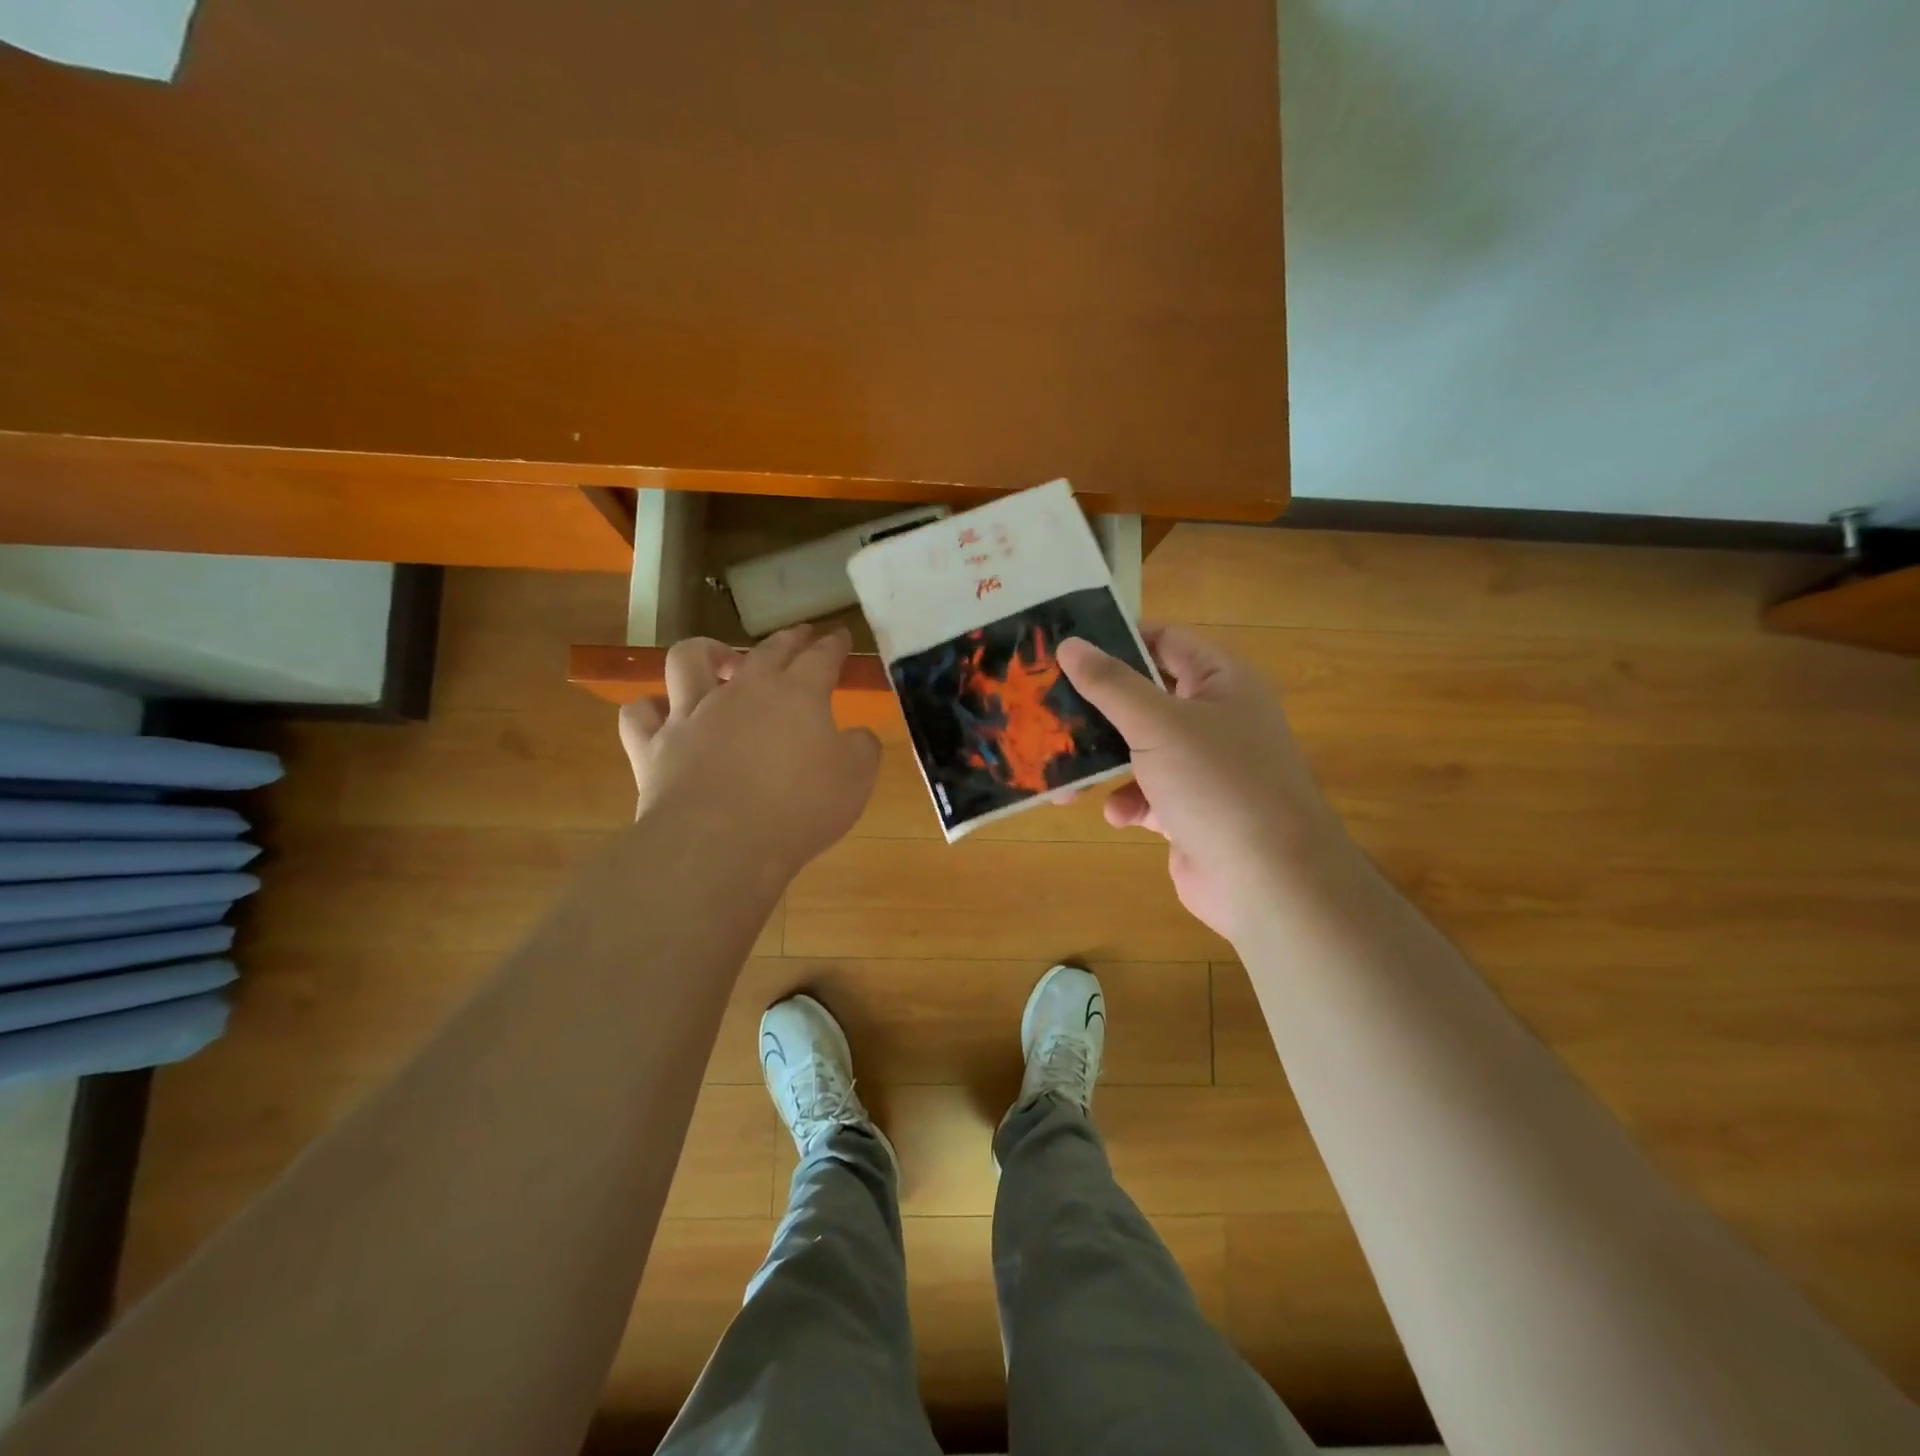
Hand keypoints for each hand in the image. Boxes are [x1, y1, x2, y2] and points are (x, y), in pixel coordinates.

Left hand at [618, 626, 880, 878]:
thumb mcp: (856, 778)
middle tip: (800, 635)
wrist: (719, 843)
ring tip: (720, 660)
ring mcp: (692, 714)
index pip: (821, 657)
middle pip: (766, 651)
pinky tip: (663, 714)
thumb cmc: (799, 808)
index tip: (841, 636)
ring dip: (706, 652)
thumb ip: (861, 747)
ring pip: (688, 660)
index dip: (834, 644)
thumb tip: (855, 736)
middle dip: (788, 639)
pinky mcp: (654, 746)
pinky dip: (651, 709)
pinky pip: (640, 714)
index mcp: (797, 694)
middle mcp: (742, 692)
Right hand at [1058, 625, 1353, 939]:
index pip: (1165, 641)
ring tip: (1060, 768)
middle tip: (1045, 706)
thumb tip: (1069, 644)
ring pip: (1139, 749)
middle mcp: (1215, 718)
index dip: (1118, 639)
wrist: (1267, 881)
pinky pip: (1147, 794)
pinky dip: (1128, 801)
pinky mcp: (1190, 810)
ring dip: (1102, 760)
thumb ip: (1110, 683)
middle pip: (1145, 697)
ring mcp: (1204, 767)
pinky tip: (1118, 815)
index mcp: (1221, 681)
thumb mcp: (1157, 723)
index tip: (1066, 648)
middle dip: (1098, 707)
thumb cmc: (1216, 783)